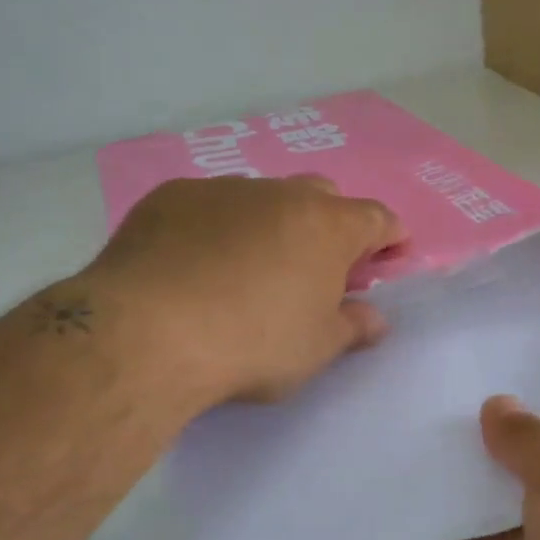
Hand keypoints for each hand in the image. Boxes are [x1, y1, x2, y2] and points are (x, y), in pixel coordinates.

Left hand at [78, 176, 405, 408]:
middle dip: (330, 224)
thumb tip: (375, 319)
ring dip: (271, 223)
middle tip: (320, 265)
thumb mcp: (315, 349)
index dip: (390, 236)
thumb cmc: (252, 344)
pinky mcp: (170, 197)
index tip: (392, 254)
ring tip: (251, 267)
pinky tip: (196, 263)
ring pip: (262, 198)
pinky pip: (209, 206)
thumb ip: (352, 328)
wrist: (147, 333)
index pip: (376, 219)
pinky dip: (217, 227)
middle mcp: (280, 194)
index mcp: (327, 226)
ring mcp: (222, 189)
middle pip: (322, 196)